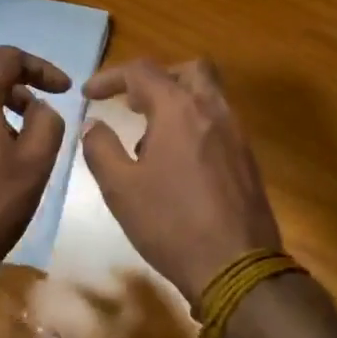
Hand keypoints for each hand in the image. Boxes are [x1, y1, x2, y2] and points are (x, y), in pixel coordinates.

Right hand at [81, 58, 282, 307]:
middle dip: (157, 79)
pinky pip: (218, 123)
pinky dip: (194, 126)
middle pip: (189, 70)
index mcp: (180, 110)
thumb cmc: (171, 223)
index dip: (111, 77)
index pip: (142, 71)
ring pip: (208, 96)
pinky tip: (177, 165)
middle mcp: (213, 110)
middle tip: (133, 104)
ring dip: (176, 103)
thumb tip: (94, 124)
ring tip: (149, 141)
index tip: (89, 94)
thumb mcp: (121, 188)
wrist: (237, 267)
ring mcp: (236, 134)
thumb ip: (101, 148)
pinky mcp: (247, 158)